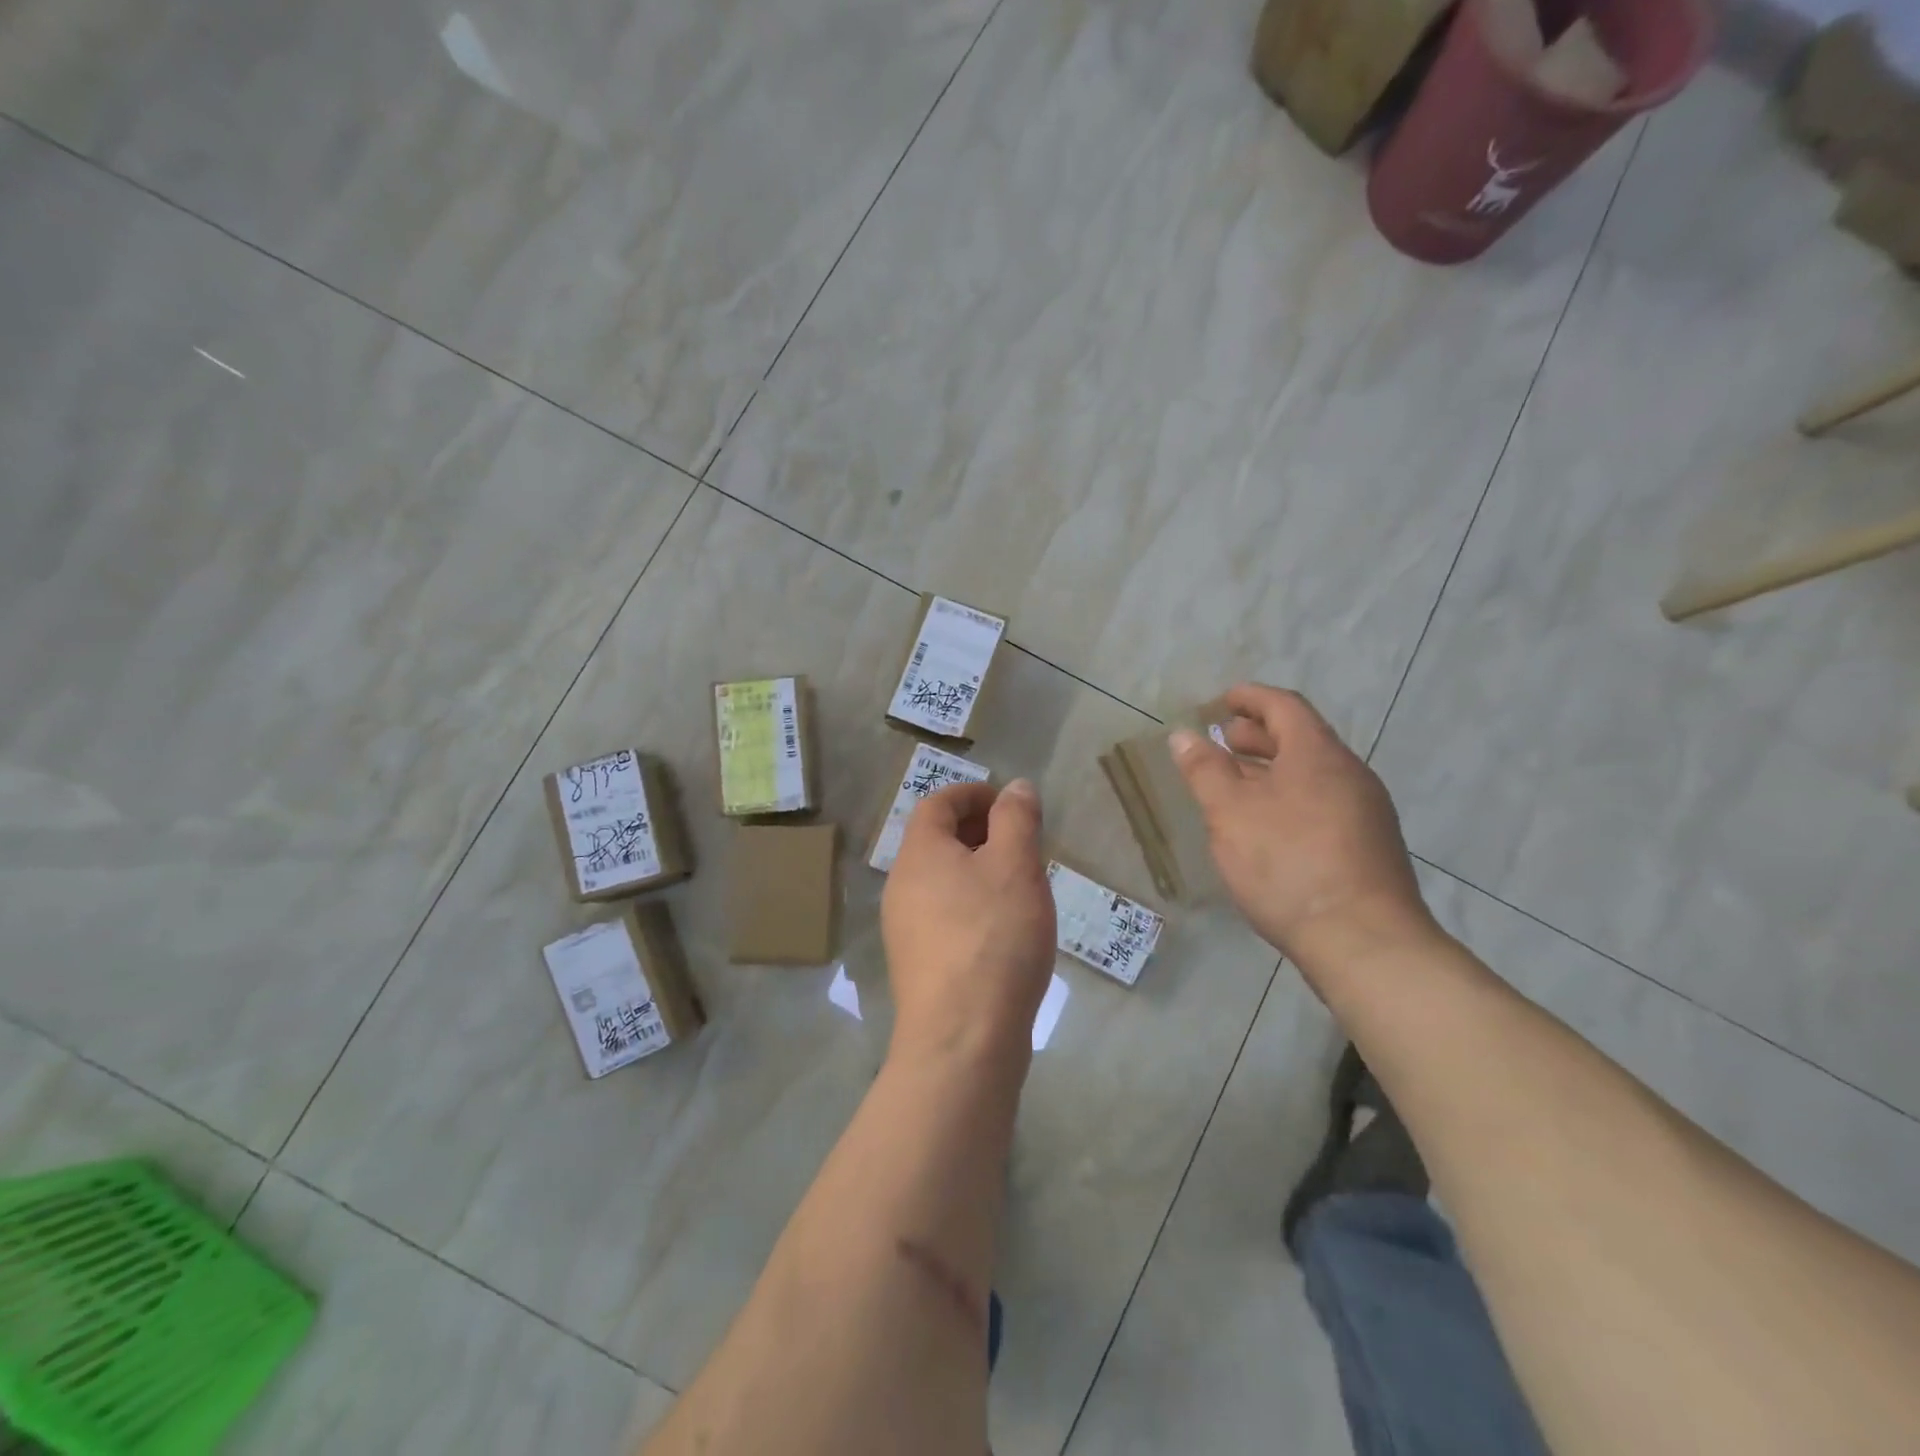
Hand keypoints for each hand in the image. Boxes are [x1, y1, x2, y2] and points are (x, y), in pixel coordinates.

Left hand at [881, 779, 1056, 1066]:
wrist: (962, 1038)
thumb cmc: (993, 937)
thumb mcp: (1015, 866)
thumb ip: (1016, 819)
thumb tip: (1016, 787)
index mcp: (919, 853)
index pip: (937, 803)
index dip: (973, 794)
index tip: (1010, 805)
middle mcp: (902, 886)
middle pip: (937, 841)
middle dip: (980, 833)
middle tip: (1023, 846)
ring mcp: (904, 929)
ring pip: (942, 881)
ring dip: (979, 872)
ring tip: (1020, 887)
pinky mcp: (918, 964)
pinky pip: (944, 916)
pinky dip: (972, 906)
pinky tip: (1004, 931)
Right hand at [1170, 685, 1436, 977]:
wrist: (1363, 941)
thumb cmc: (1287, 864)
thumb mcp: (1230, 813)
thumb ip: (1205, 770)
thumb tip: (1184, 735)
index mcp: (1318, 754)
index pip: (1284, 706)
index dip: (1250, 698)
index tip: (1222, 701)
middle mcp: (1350, 774)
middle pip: (1302, 738)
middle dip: (1259, 735)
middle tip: (1223, 743)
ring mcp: (1367, 811)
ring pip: (1313, 774)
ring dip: (1273, 769)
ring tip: (1238, 787)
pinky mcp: (1370, 846)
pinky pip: (1324, 802)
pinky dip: (1291, 797)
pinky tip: (1270, 827)